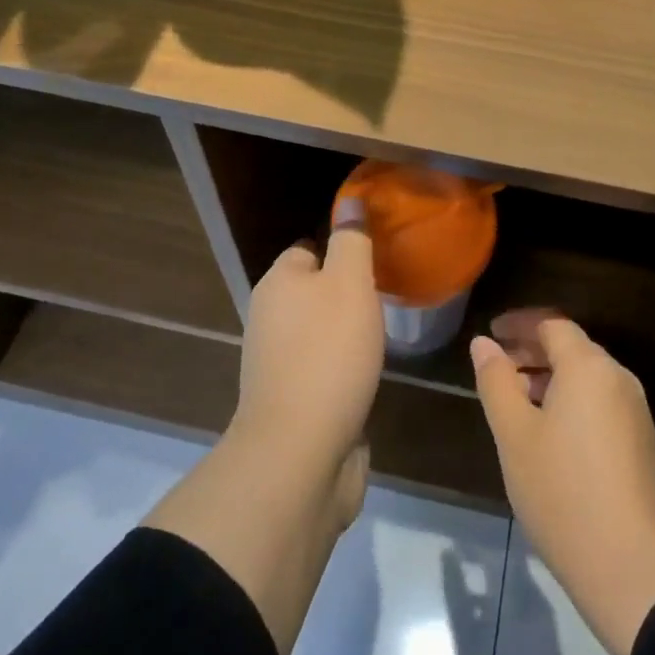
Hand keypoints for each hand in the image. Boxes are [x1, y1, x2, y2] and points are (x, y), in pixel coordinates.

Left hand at [233, 195, 385, 520]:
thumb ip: (352, 240)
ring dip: (346, 333)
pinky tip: (366, 374)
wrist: (299, 454)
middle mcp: (269, 319)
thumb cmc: (328, 354)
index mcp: (277, 283)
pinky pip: (321, 369)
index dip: (342, 249)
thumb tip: (351, 200)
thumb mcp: (349, 283)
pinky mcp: (291, 403)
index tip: (376, 259)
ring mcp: (277, 364)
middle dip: (347, 293)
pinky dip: (342, 369)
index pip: (308, 248)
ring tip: (382, 334)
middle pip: (313, 291)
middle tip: (385, 296)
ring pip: (318, 332)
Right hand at [472, 317, 654, 654]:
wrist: (636, 573)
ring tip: (515, 402)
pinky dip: (570, 402)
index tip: (491, 333)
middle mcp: (618, 378)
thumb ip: (496, 382)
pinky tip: (548, 434)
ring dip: (549, 378)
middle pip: (571, 348)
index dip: (518, 324)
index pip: (551, 324)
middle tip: (496, 368)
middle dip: (531, 351)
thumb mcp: (515, 436)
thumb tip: (484, 343)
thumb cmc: (564, 494)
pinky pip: (600, 403)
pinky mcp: (642, 443)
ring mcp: (635, 412)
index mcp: (589, 366)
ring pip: (586, 377)